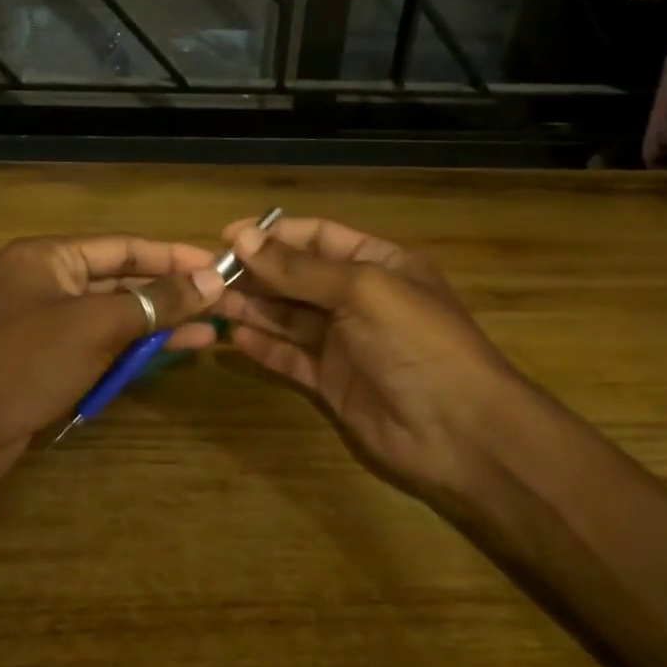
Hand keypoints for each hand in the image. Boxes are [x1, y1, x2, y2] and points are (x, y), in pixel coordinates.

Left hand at [0, 235, 224, 495]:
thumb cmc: (25, 363)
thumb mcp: (96, 325)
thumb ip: (155, 302)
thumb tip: (212, 281)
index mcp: (50, 257)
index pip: (124, 247)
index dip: (173, 255)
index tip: (217, 266)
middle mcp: (48, 283)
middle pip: (121, 281)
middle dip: (170, 293)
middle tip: (222, 303)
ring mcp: (47, 324)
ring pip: (114, 317)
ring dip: (158, 325)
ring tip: (211, 333)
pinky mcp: (49, 361)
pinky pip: (100, 346)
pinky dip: (132, 351)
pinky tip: (169, 356)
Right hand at [213, 216, 518, 511]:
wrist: (459, 431)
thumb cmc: (417, 343)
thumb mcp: (362, 291)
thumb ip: (300, 269)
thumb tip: (244, 239)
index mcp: (378, 264)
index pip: (317, 238)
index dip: (273, 236)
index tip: (226, 238)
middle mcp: (358, 299)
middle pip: (297, 278)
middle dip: (256, 274)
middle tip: (207, 275)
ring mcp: (344, 343)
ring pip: (288, 318)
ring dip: (252, 309)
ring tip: (209, 302)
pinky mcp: (331, 382)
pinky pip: (290, 358)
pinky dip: (264, 348)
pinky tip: (235, 340)